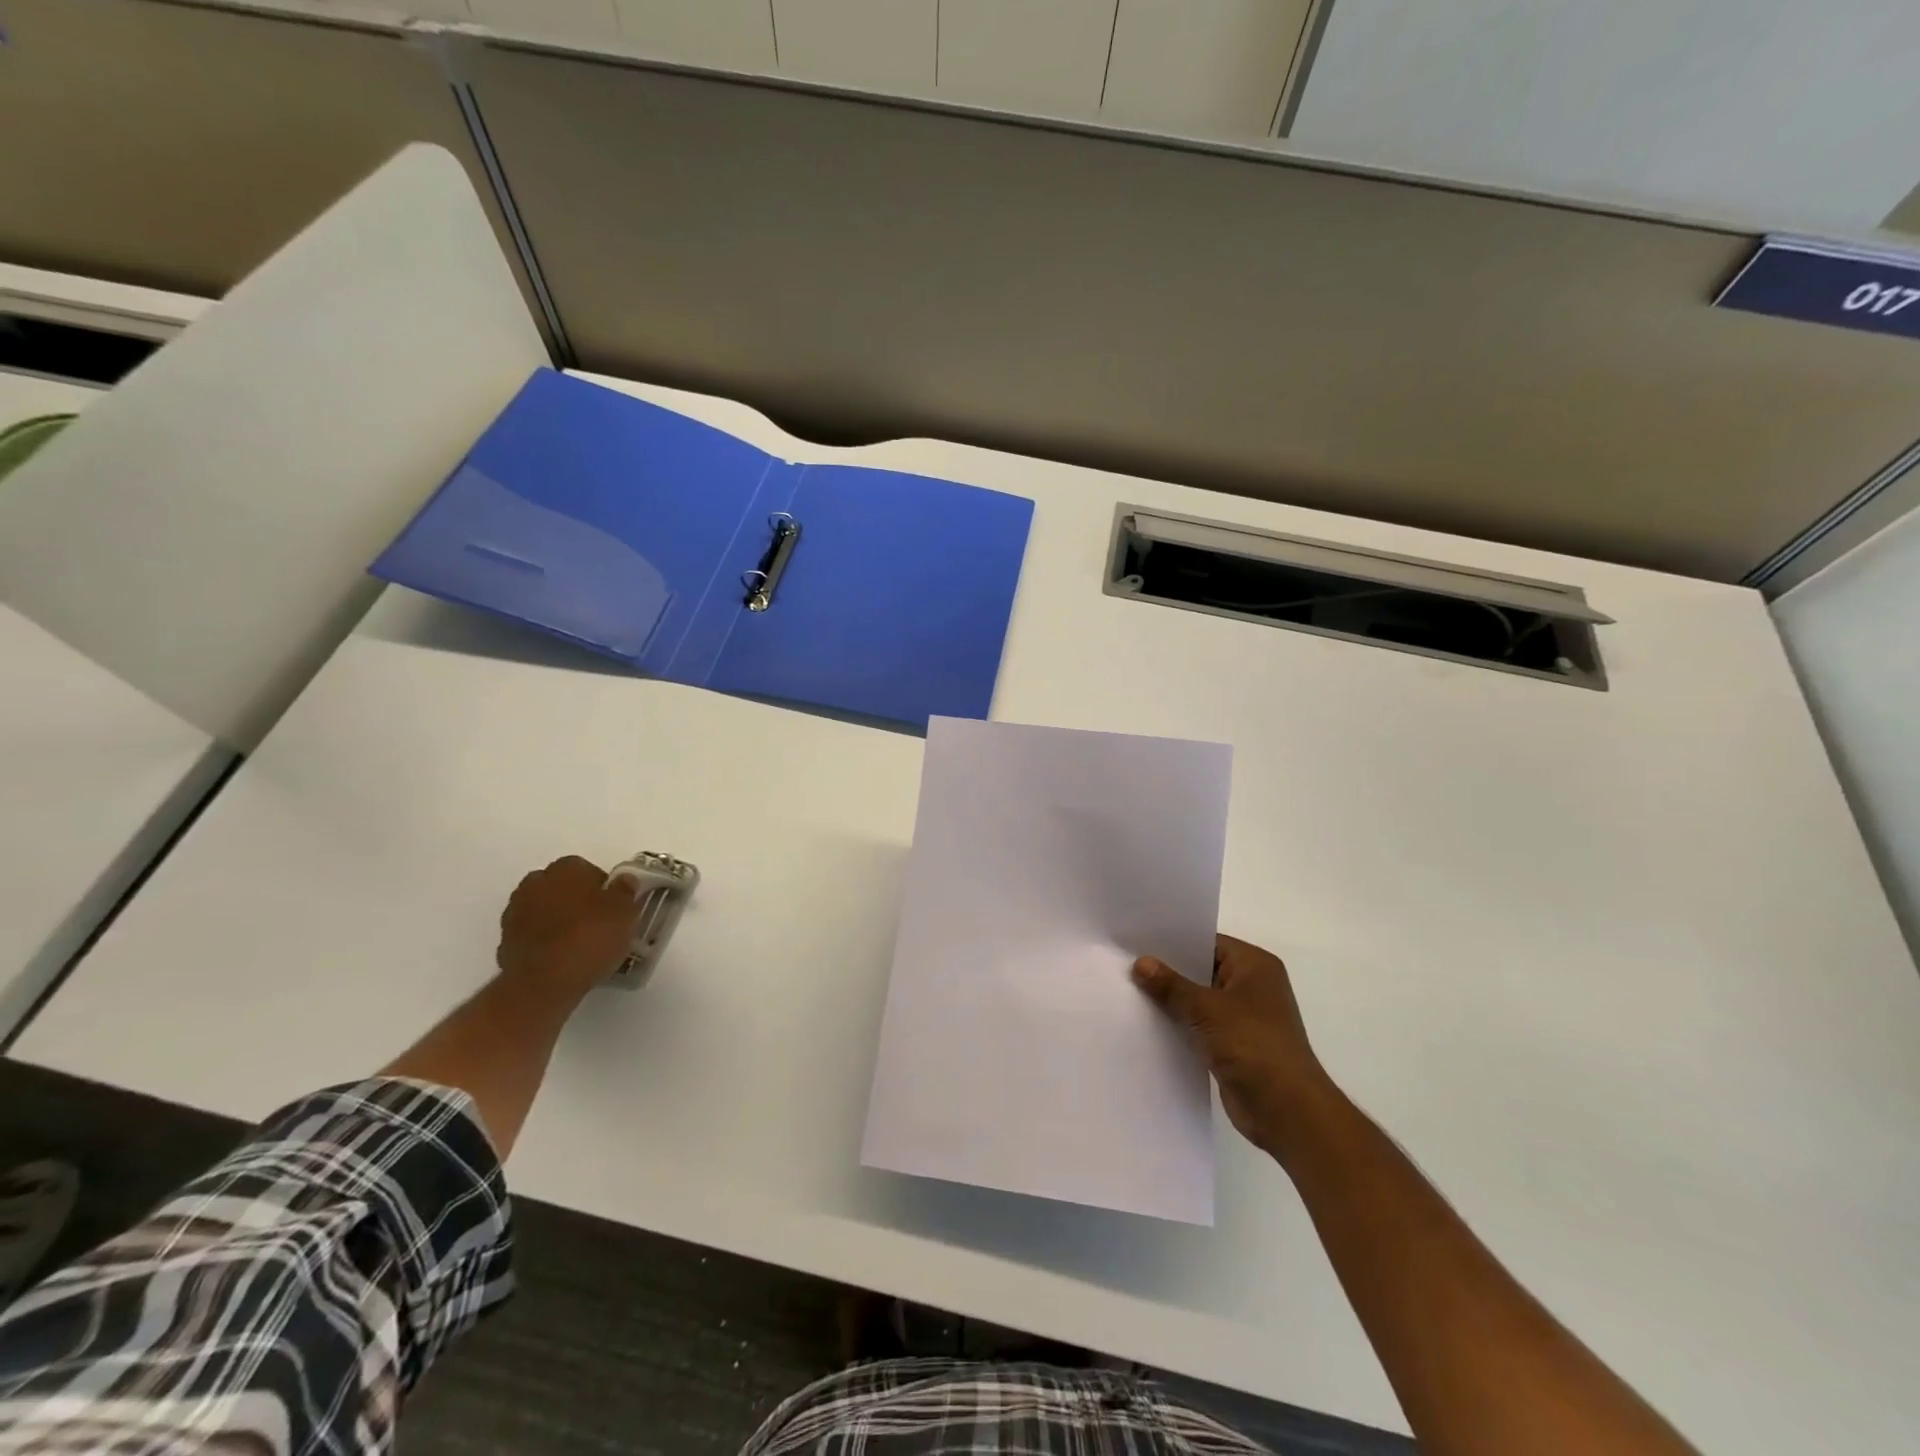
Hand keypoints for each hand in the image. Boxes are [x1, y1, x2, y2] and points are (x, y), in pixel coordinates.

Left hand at [496, 856, 641, 1004]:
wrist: (544, 983)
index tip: (613, 906)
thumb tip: (624, 880)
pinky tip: (560, 958)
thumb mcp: (625, 912)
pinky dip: (543, 941)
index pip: (586, 868)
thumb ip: (625, 891)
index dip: (602, 887)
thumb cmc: (591, 937)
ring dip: (557, 919)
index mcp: (566, 868)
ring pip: (543, 909)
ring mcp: (515, 912)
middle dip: (575, 899)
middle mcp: (535, 883)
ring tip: (579, 943)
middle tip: (596, 922)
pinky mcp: (504, 941)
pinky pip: (531, 934)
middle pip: (560, 887)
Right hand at [1133, 934, 1339, 1159]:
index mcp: (1254, 965)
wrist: (1286, 1111)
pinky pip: (1200, 1026)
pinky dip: (1180, 1025)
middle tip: (1126, 963)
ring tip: (1129, 991)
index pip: (1208, 942)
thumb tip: (1141, 963)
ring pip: (1199, 1000)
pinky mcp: (1234, 1045)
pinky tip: (1148, 1023)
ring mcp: (1244, 1017)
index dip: (1173, 942)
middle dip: (1168, 971)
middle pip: (1202, 970)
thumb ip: (1171, 985)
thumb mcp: (1206, 1009)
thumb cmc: (1252, 1045)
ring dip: (1172, 1001)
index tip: (1137, 940)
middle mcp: (1252, 986)